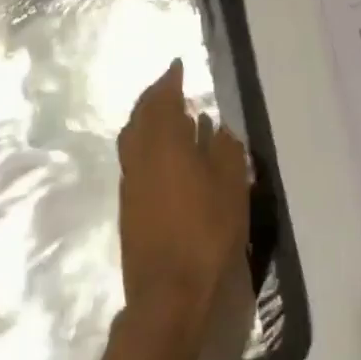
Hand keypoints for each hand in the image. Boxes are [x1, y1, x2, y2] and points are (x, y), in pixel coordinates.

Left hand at [117, 59, 250, 351]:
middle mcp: (140, 157)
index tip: (177, 65)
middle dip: (153, 97)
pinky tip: (165, 156)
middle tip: (169, 86)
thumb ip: (226, 151)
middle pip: (140, 116)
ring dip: (146, 120)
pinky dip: (146, 144)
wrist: (168, 294)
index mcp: (164, 144)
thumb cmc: (206, 233)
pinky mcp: (129, 208)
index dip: (169, 81)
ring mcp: (131, 184)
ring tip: (167, 116)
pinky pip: (134, 160)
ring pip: (132, 138)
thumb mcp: (231, 187)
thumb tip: (218, 129)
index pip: (162, 100)